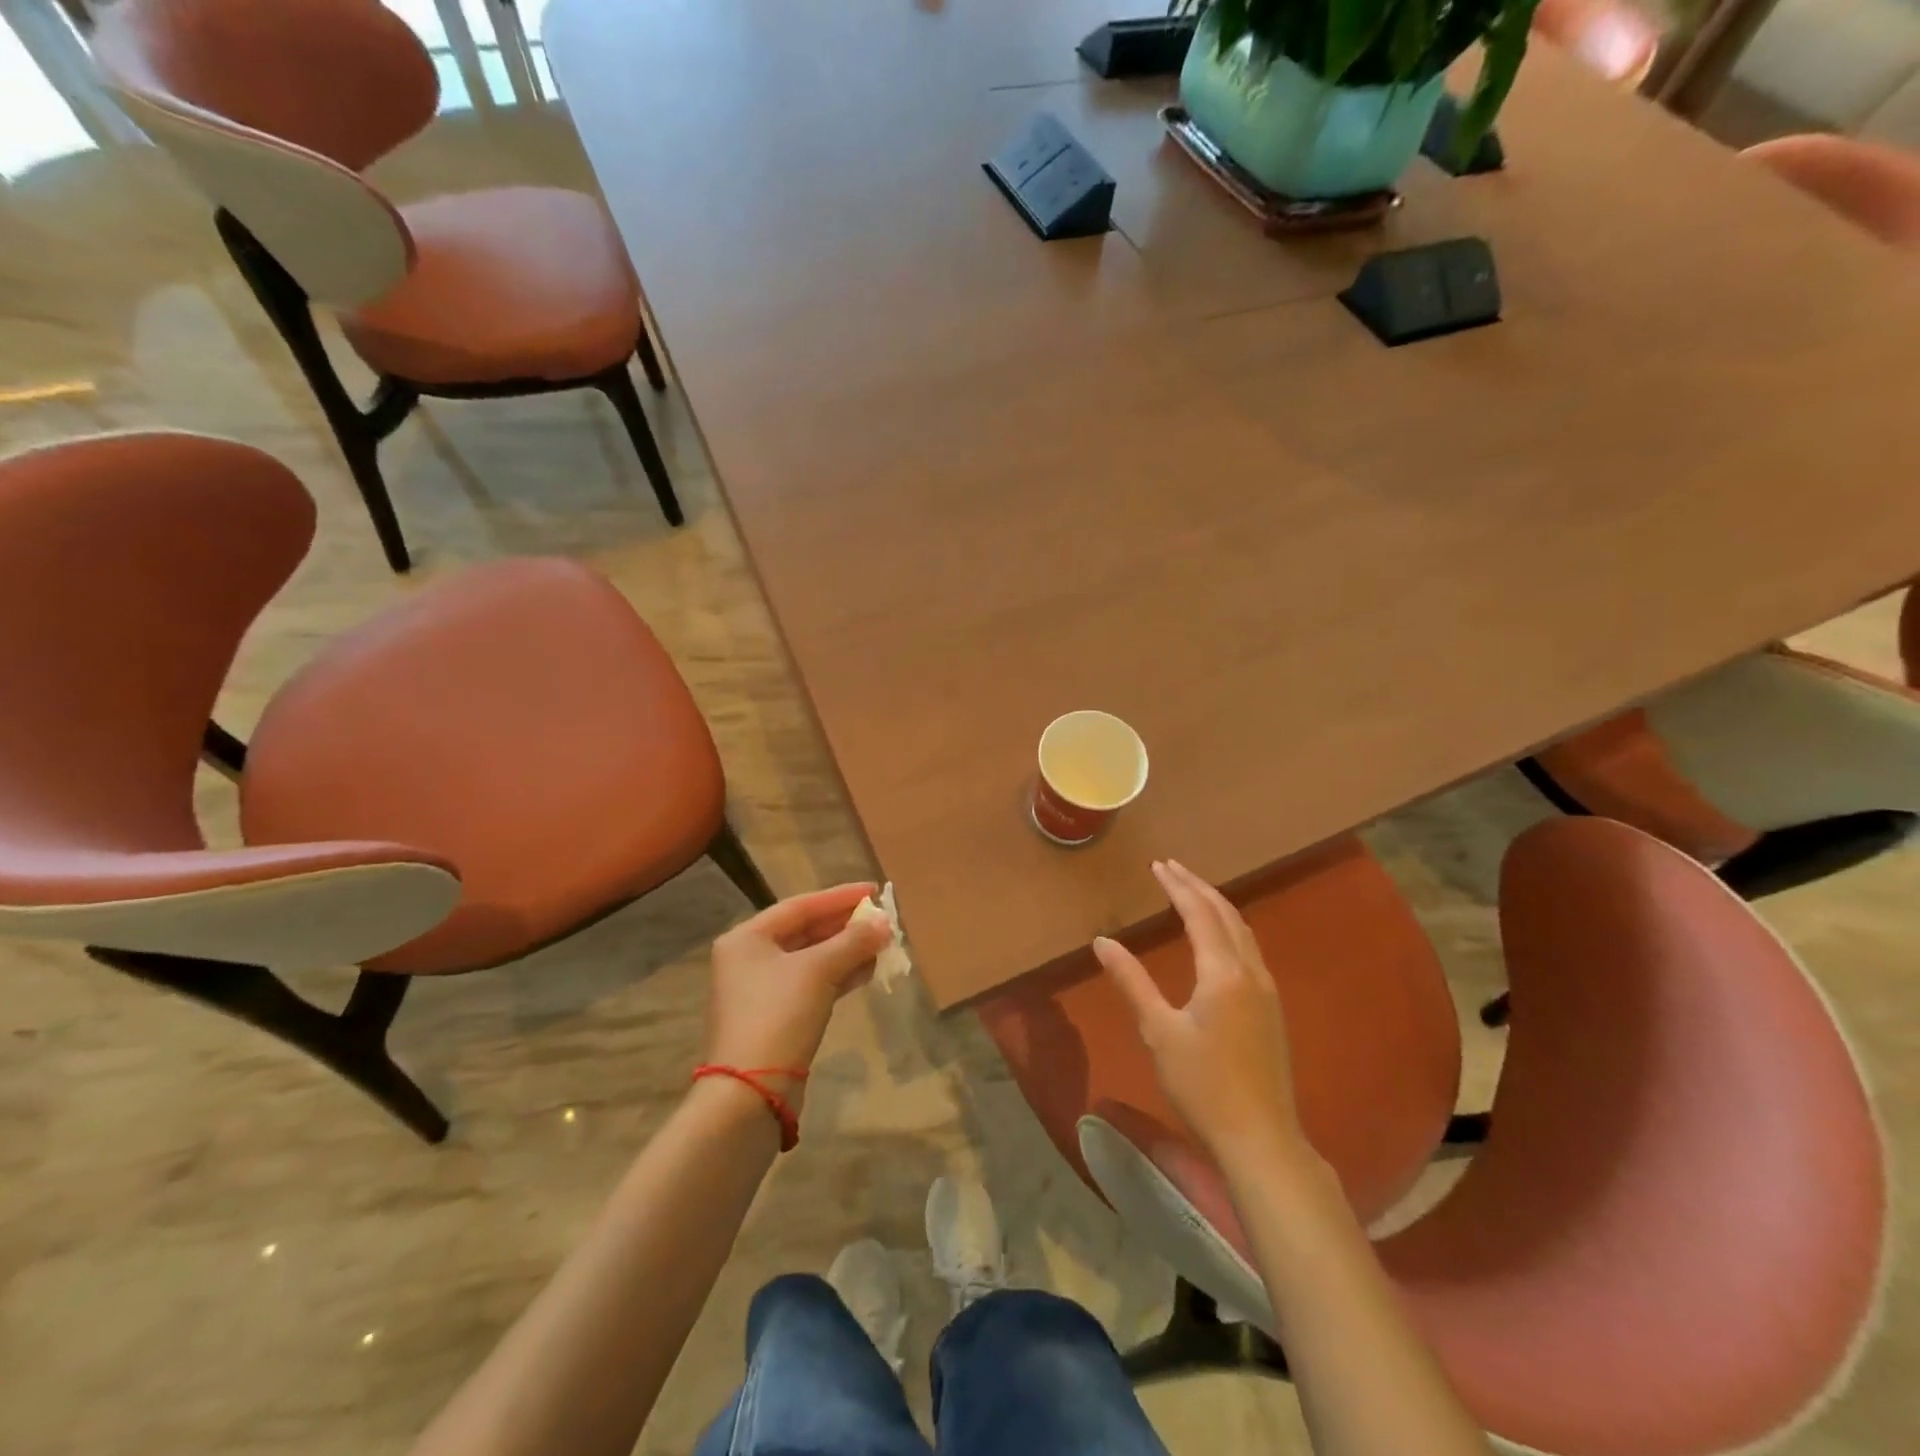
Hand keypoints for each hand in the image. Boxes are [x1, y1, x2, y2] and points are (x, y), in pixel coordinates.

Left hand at [703, 883, 892, 1108]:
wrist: (749, 1094)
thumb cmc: (778, 1016)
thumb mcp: (818, 971)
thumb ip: (853, 942)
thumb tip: (884, 923)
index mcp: (747, 938)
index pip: (800, 906)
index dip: (840, 897)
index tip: (874, 890)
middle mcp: (750, 959)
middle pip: (805, 931)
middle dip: (846, 926)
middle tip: (882, 920)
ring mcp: (762, 991)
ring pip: (812, 960)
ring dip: (847, 951)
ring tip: (883, 944)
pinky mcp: (777, 1018)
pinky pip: (813, 984)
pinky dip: (839, 976)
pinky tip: (868, 971)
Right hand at [1092, 860, 1308, 1165]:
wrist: (1261, 1139)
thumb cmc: (1203, 1085)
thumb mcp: (1158, 1032)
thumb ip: (1132, 981)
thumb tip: (1103, 942)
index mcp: (1223, 973)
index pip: (1199, 913)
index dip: (1177, 886)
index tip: (1157, 866)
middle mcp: (1251, 972)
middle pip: (1226, 914)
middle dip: (1198, 887)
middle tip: (1172, 868)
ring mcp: (1267, 990)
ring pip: (1243, 931)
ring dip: (1217, 905)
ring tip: (1192, 892)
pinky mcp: (1271, 1009)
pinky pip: (1250, 949)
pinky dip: (1229, 928)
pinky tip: (1218, 938)